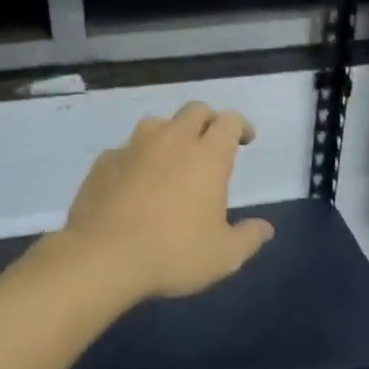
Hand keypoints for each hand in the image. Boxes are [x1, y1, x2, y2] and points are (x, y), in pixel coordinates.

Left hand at [60, 103, 273, 301]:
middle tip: (211, 144)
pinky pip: (126, 149)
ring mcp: (133, 148)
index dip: (241, 126)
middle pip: (195, 110)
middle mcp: (171, 141)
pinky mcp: (103, 162)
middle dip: (208, 121)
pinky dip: (137, 158)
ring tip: (172, 159)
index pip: (229, 121)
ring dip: (170, 134)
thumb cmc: (174, 254)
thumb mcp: (224, 256)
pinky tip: (135, 183)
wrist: (103, 257)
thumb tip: (265, 229)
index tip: (245, 141)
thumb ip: (248, 238)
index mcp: (207, 156)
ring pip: (157, 123)